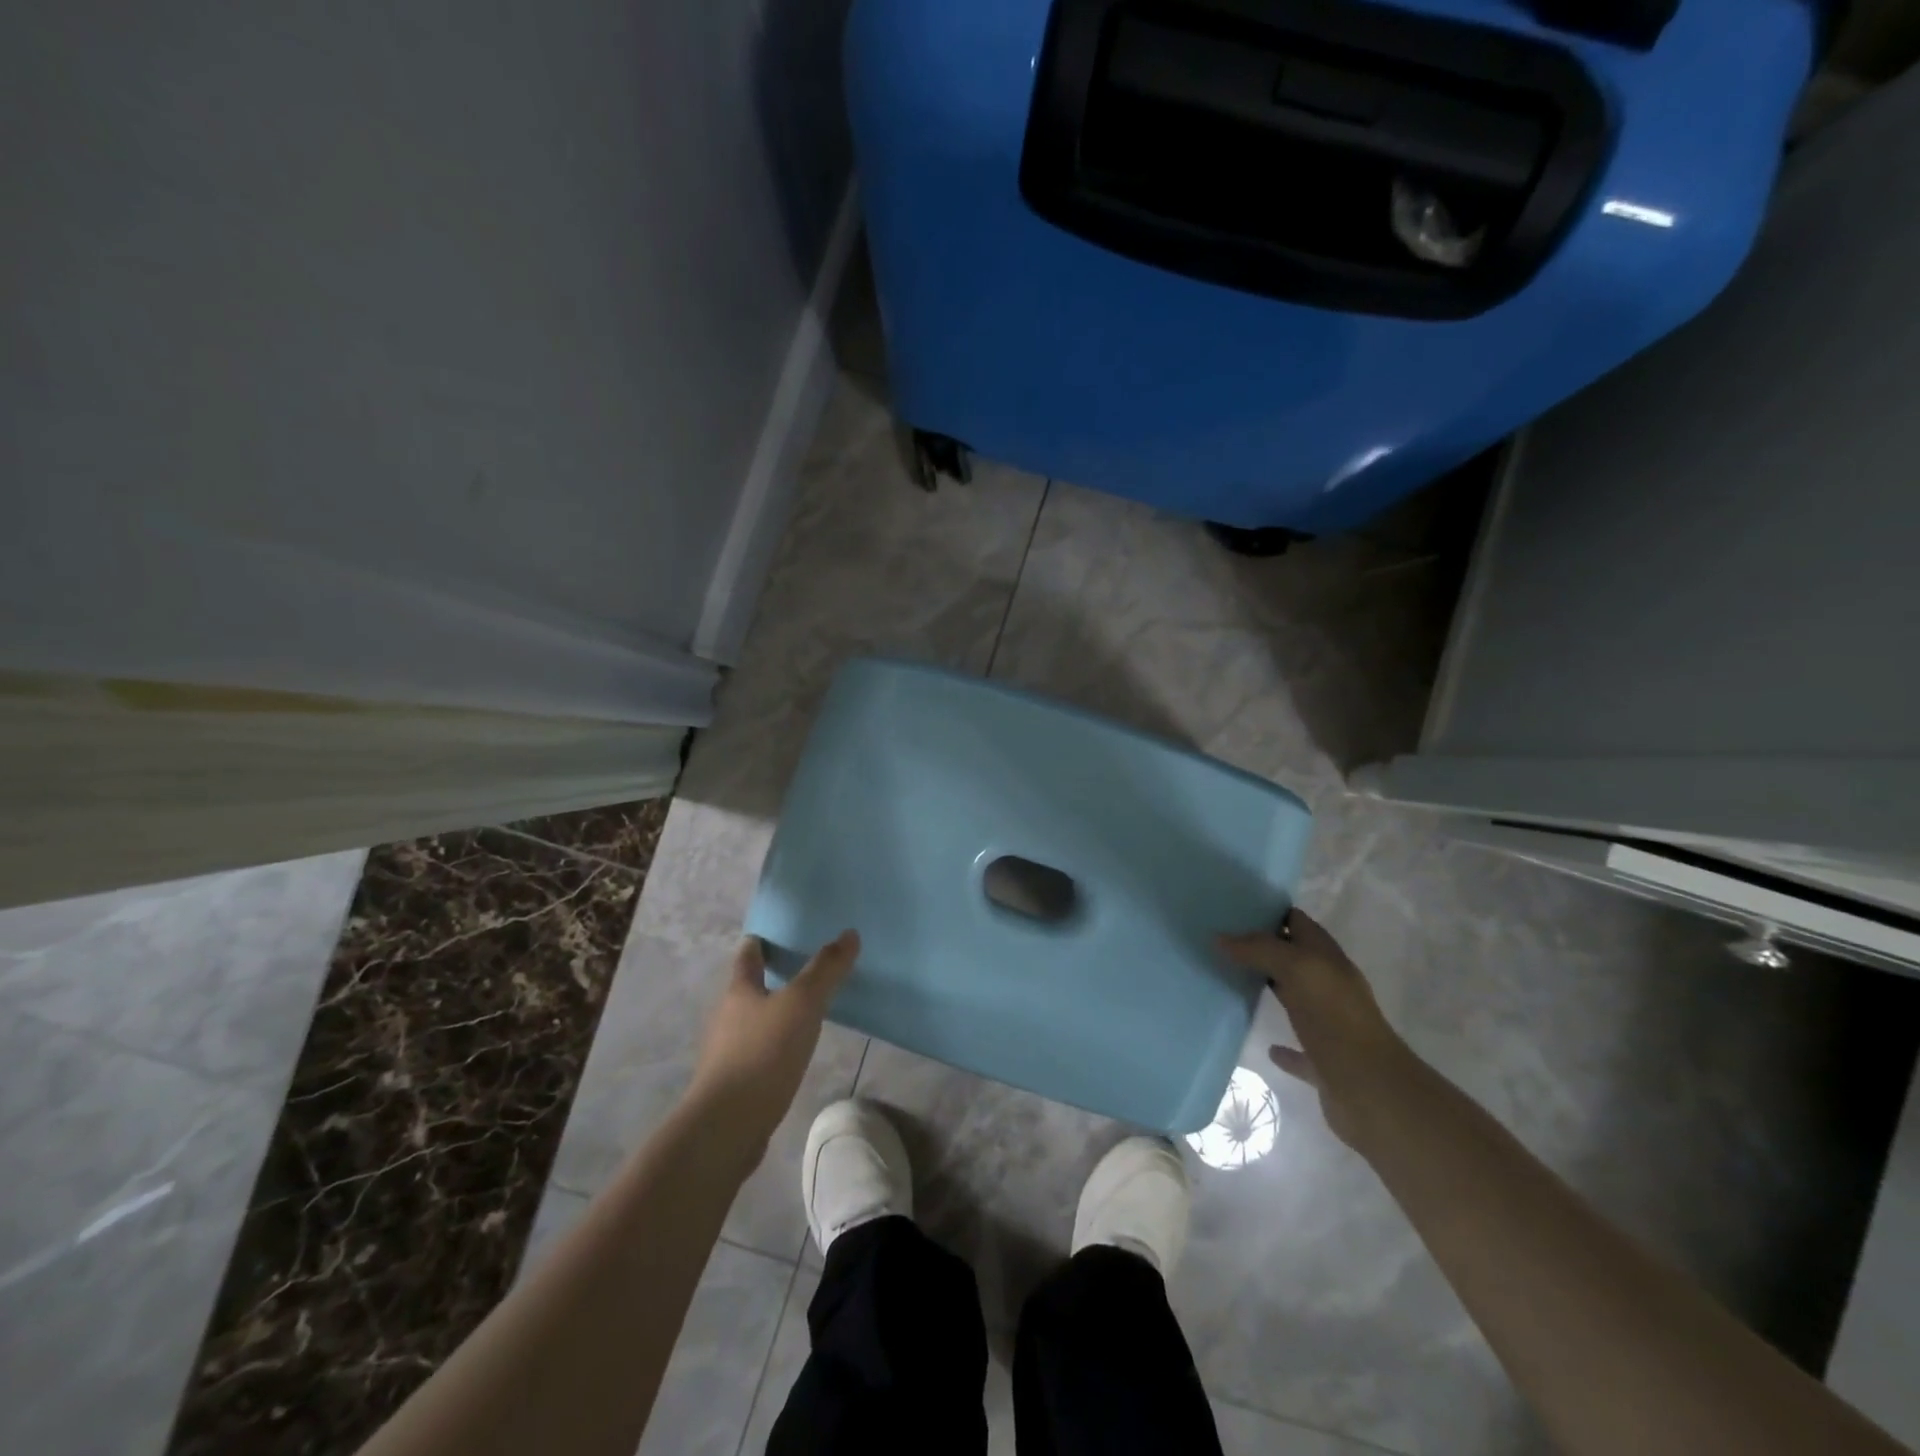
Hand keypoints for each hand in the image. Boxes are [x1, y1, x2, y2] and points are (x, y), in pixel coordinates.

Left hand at [685, 930, 859, 1151]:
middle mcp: (727, 1017)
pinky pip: (757, 1052)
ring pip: (752, 1022)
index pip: (747, 956)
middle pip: (747, 988)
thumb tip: (848, 934)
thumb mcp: (802, 1004)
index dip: (758, 942)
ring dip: (773, 1013)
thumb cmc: (763, 1052)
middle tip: (800, 968)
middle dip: (769, 977)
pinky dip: (774, 1045)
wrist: (727, 1126)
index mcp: (739, 991)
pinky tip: (793, 1053)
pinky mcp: (735, 1084)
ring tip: (804, 1010)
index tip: (771, 934)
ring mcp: (727, 1053)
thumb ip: (825, 969)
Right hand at [1218, 909, 1410, 1149]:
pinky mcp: (1324, 1062)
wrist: (1370, 1090)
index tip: (1234, 909)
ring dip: (1273, 990)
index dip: (1272, 913)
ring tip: (1233, 982)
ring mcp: (1330, 1026)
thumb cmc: (1334, 1018)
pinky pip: (1300, 1050)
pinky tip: (1268, 1046)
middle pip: (1296, 959)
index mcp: (1328, 960)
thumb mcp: (1296, 968)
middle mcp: (1331, 987)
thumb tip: (1221, 937)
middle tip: (1223, 943)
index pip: (1299, 923)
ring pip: (1297, 1000)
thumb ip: (1259, 949)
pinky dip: (1285, 1048)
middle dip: (1265, 949)